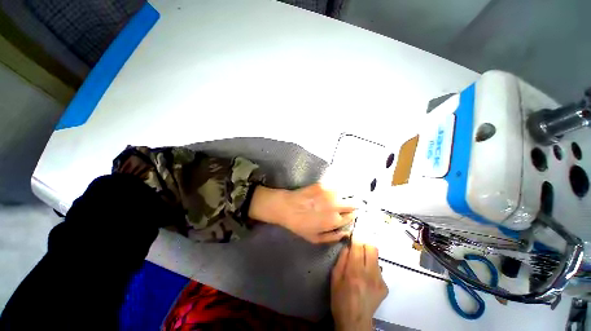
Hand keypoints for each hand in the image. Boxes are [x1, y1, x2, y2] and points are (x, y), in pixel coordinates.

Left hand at [248, 184, 356, 242]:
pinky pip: (336, 185)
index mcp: (334, 221)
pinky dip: (337, 187)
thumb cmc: (299, 224)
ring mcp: (329, 194)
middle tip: (348, 203)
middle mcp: (335, 206)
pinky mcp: (323, 185)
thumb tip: (346, 232)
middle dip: (354, 204)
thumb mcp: (315, 238)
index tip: (350, 212)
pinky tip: (332, 189)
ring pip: (347, 192)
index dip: (352, 214)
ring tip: (341, 195)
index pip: (352, 216)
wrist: (286, 207)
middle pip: (354, 203)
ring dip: (346, 194)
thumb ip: (333, 237)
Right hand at [331, 241, 387, 330]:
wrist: (355, 321)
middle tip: (357, 247)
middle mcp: (370, 274)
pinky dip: (371, 267)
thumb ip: (342, 259)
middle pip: (372, 248)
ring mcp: (380, 281)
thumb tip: (348, 246)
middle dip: (364, 243)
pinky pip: (378, 269)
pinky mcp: (385, 286)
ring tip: (360, 264)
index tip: (353, 234)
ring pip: (376, 257)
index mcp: (355, 272)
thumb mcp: (335, 277)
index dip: (356, 237)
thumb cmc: (340, 299)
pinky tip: (366, 277)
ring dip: (367, 256)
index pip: (358, 246)